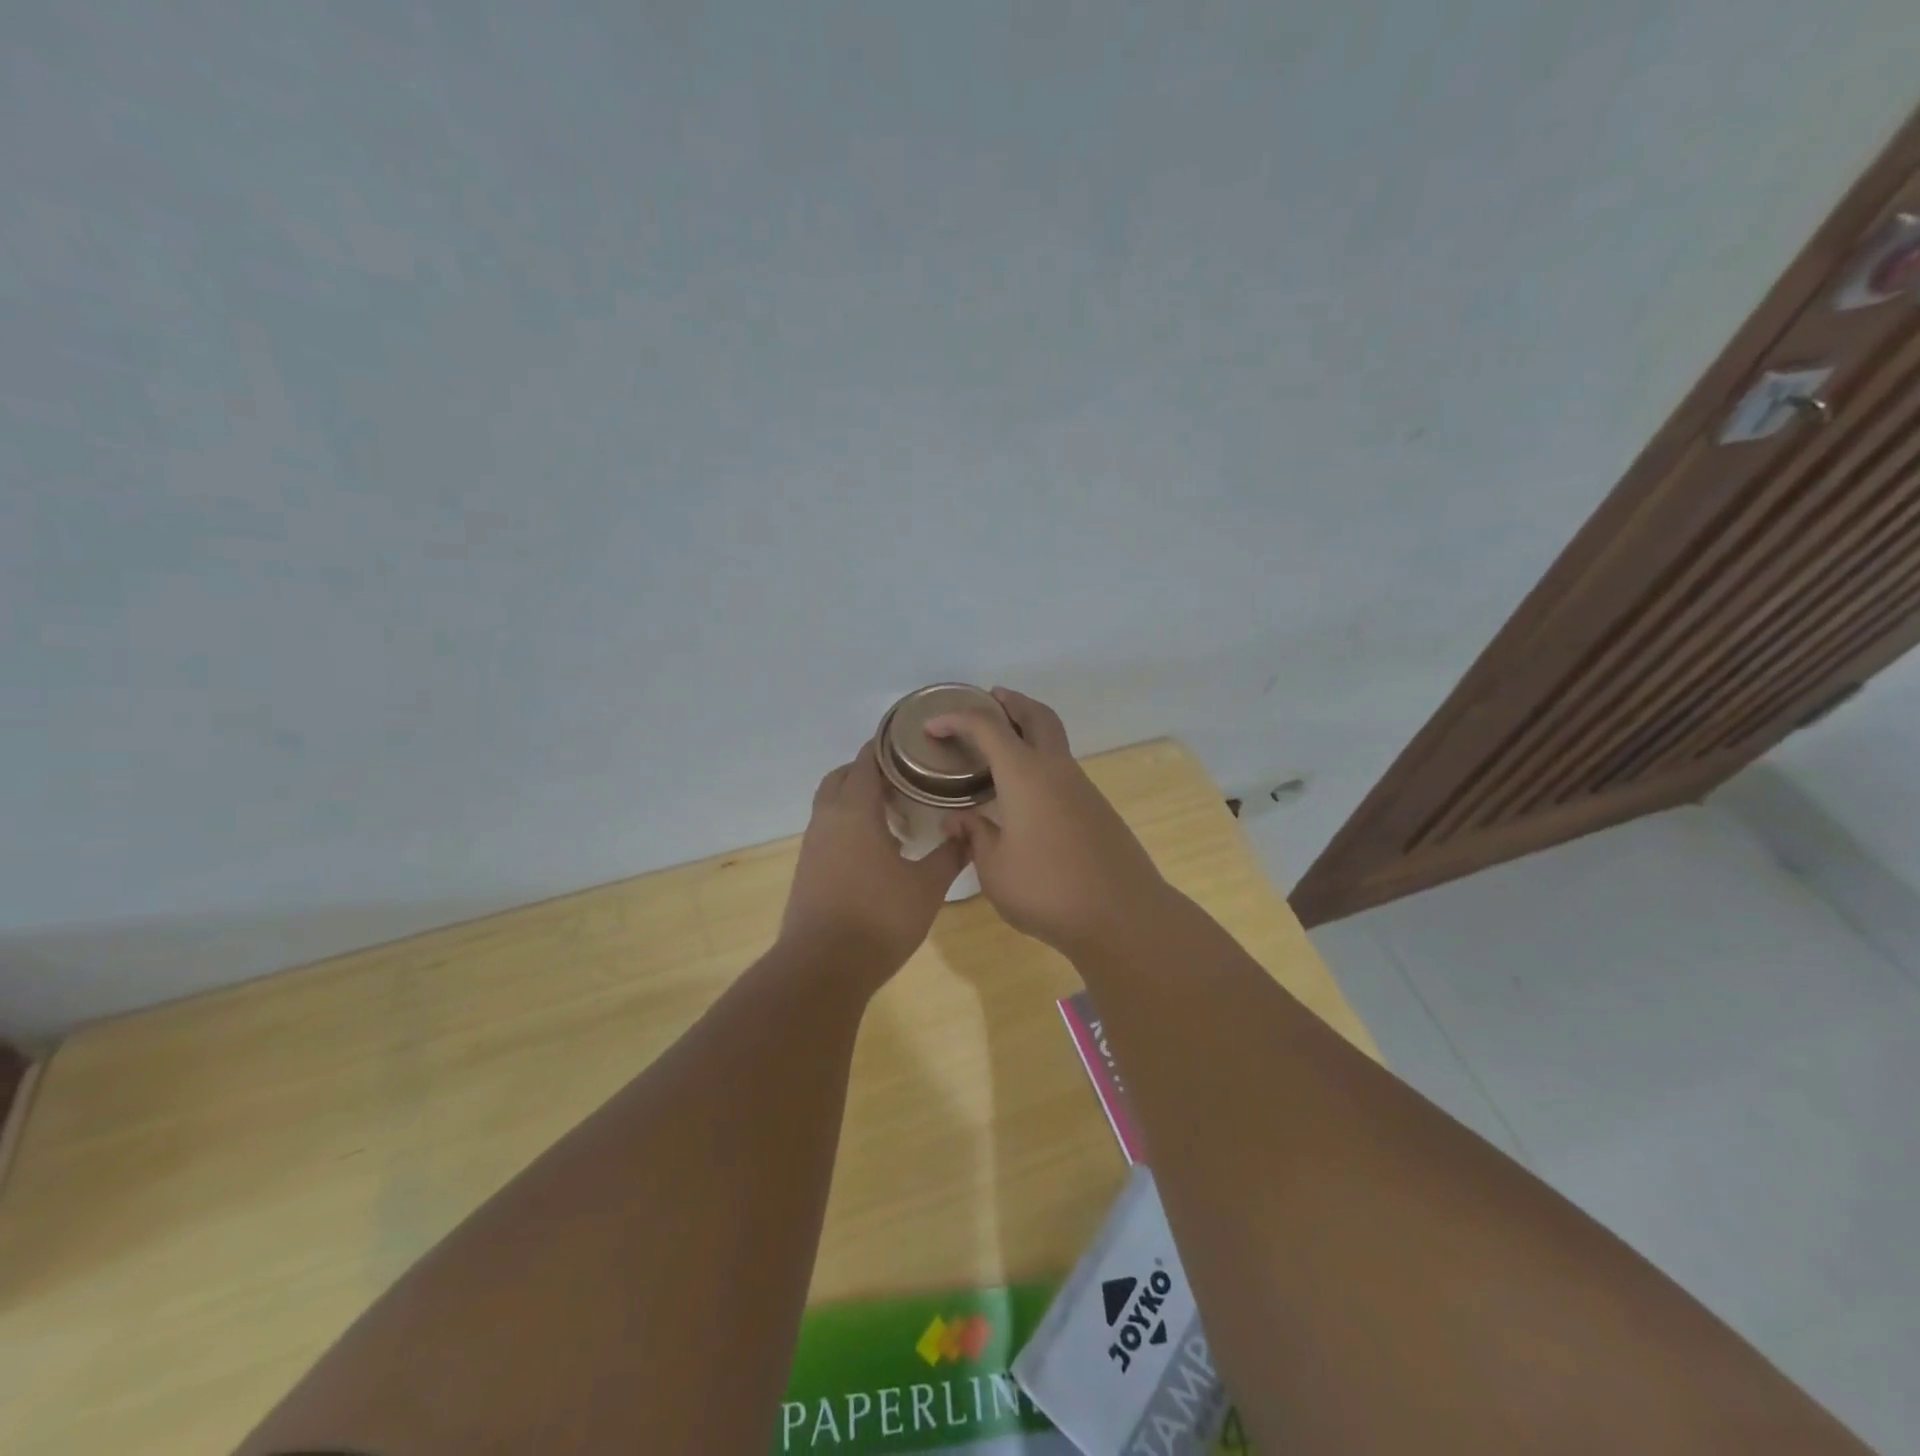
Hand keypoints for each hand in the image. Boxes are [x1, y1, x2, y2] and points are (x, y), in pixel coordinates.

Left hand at [781, 742, 968, 980]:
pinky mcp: (807, 868)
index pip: (866, 761)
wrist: (823, 967)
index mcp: (854, 810)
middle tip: (906, 781)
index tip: (913, 743)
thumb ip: (950, 854)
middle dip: (870, 772)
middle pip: (842, 777)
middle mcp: (827, 818)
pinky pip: (828, 829)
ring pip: (832, 804)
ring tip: (896, 815)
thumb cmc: (879, 918)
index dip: (887, 747)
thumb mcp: (927, 886)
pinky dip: (849, 824)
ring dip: (858, 799)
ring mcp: (813, 844)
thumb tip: (969, 831)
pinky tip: (877, 850)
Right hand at [928, 688, 1167, 953]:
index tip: (932, 727)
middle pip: (1037, 715)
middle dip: (1012, 702)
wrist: (1123, 915)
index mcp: (1025, 774)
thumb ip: (975, 836)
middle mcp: (1056, 770)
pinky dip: (1041, 761)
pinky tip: (1026, 792)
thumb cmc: (1047, 889)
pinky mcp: (1097, 809)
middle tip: (990, 699)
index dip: (956, 719)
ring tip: (1001, 747)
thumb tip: (958, 820)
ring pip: (1055, 741)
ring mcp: (1082, 788)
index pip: (987, 728)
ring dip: (1030, 730)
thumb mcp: (995, 868)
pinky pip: (1063, 770)